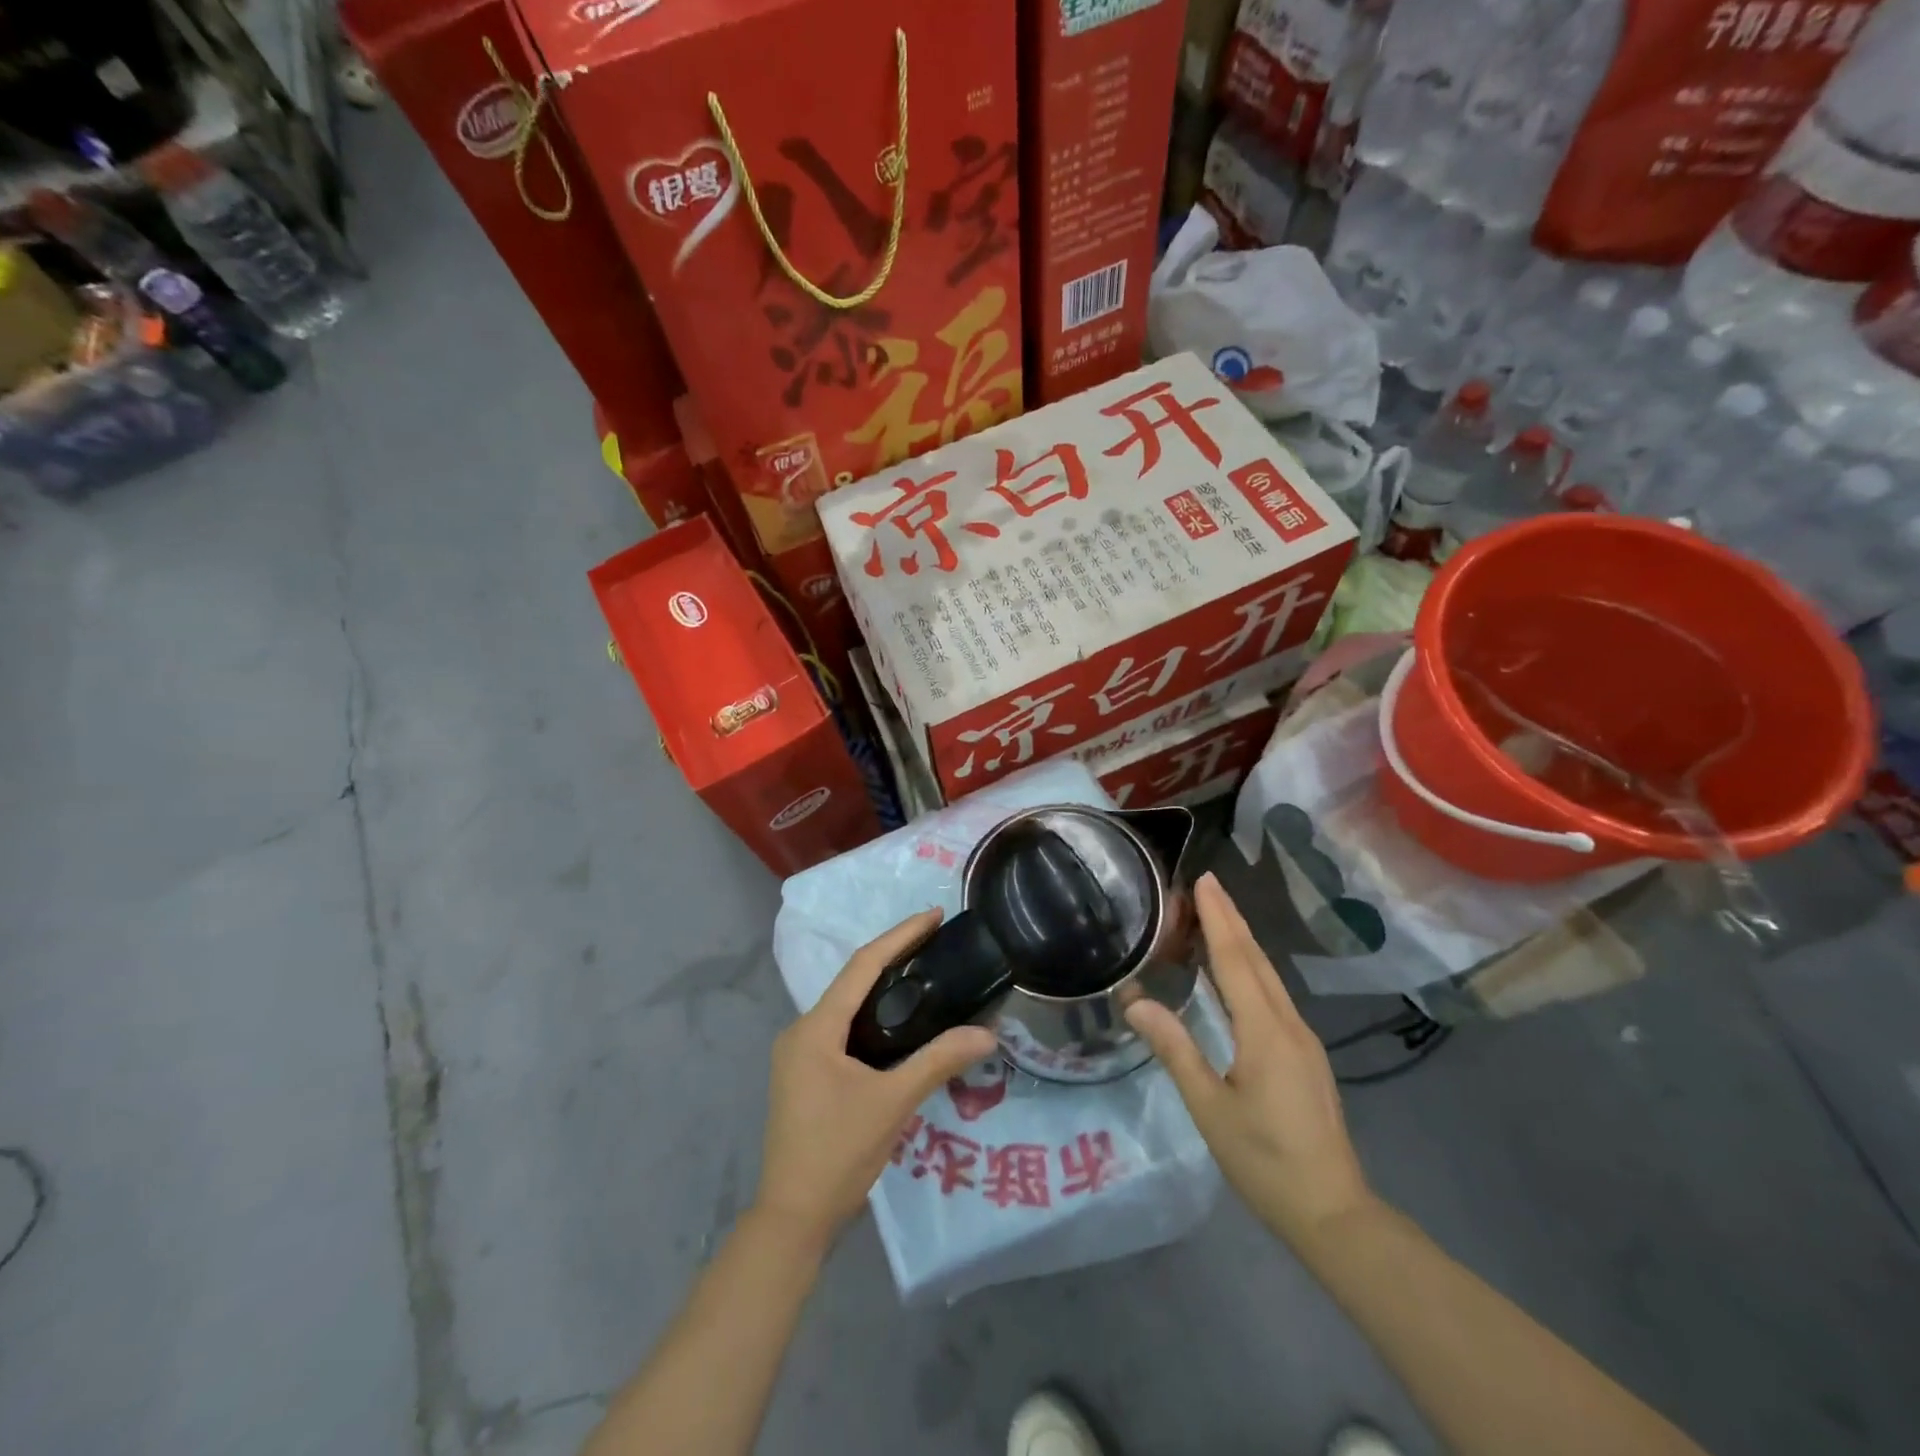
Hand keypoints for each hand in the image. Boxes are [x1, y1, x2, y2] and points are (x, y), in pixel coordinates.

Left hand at [754, 910, 998, 1249]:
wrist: (793, 1218)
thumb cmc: (838, 1153)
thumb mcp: (893, 1103)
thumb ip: (938, 1062)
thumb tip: (987, 1034)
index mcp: (815, 1028)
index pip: (862, 966)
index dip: (899, 936)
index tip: (933, 915)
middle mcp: (802, 1031)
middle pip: (852, 980)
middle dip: (893, 955)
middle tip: (936, 940)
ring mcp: (800, 1054)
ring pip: (847, 1005)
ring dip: (882, 986)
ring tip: (925, 972)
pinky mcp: (806, 1074)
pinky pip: (843, 1029)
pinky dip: (872, 1016)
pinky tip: (899, 1022)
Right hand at [1126, 873, 1374, 1249]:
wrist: (1334, 1213)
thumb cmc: (1265, 1161)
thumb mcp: (1209, 1107)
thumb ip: (1174, 1049)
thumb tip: (1136, 1002)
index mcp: (1265, 1032)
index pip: (1236, 960)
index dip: (1218, 919)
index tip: (1206, 880)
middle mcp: (1289, 1025)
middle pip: (1257, 960)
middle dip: (1232, 919)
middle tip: (1208, 885)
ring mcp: (1303, 1040)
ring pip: (1269, 977)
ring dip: (1242, 942)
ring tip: (1217, 916)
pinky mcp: (1305, 1056)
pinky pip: (1274, 996)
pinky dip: (1252, 969)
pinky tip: (1238, 972)